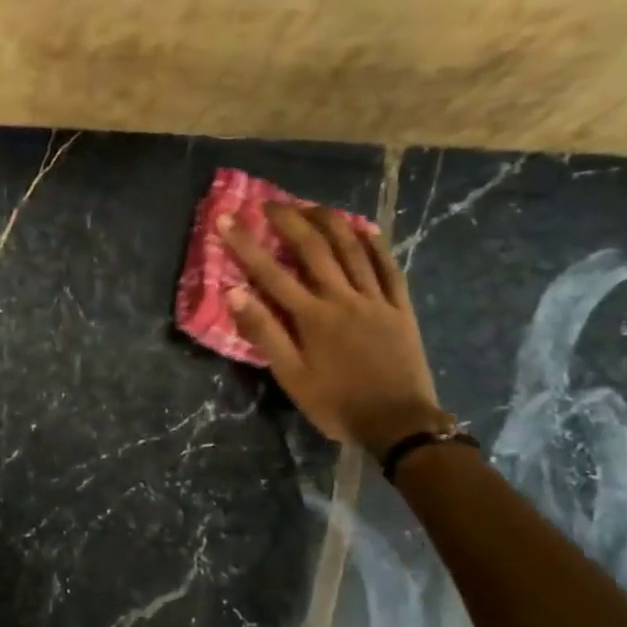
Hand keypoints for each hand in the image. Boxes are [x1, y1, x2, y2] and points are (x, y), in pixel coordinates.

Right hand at [220, 204, 444, 457]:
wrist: (398, 423)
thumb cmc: (336, 404)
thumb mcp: (291, 376)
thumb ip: (264, 333)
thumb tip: (235, 294)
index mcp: (312, 317)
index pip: (270, 272)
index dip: (245, 244)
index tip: (226, 219)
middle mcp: (343, 298)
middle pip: (314, 249)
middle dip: (289, 220)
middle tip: (269, 203)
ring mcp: (376, 299)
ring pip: (352, 249)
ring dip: (329, 222)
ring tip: (310, 206)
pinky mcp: (400, 307)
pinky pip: (388, 267)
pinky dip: (375, 244)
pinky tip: (364, 228)